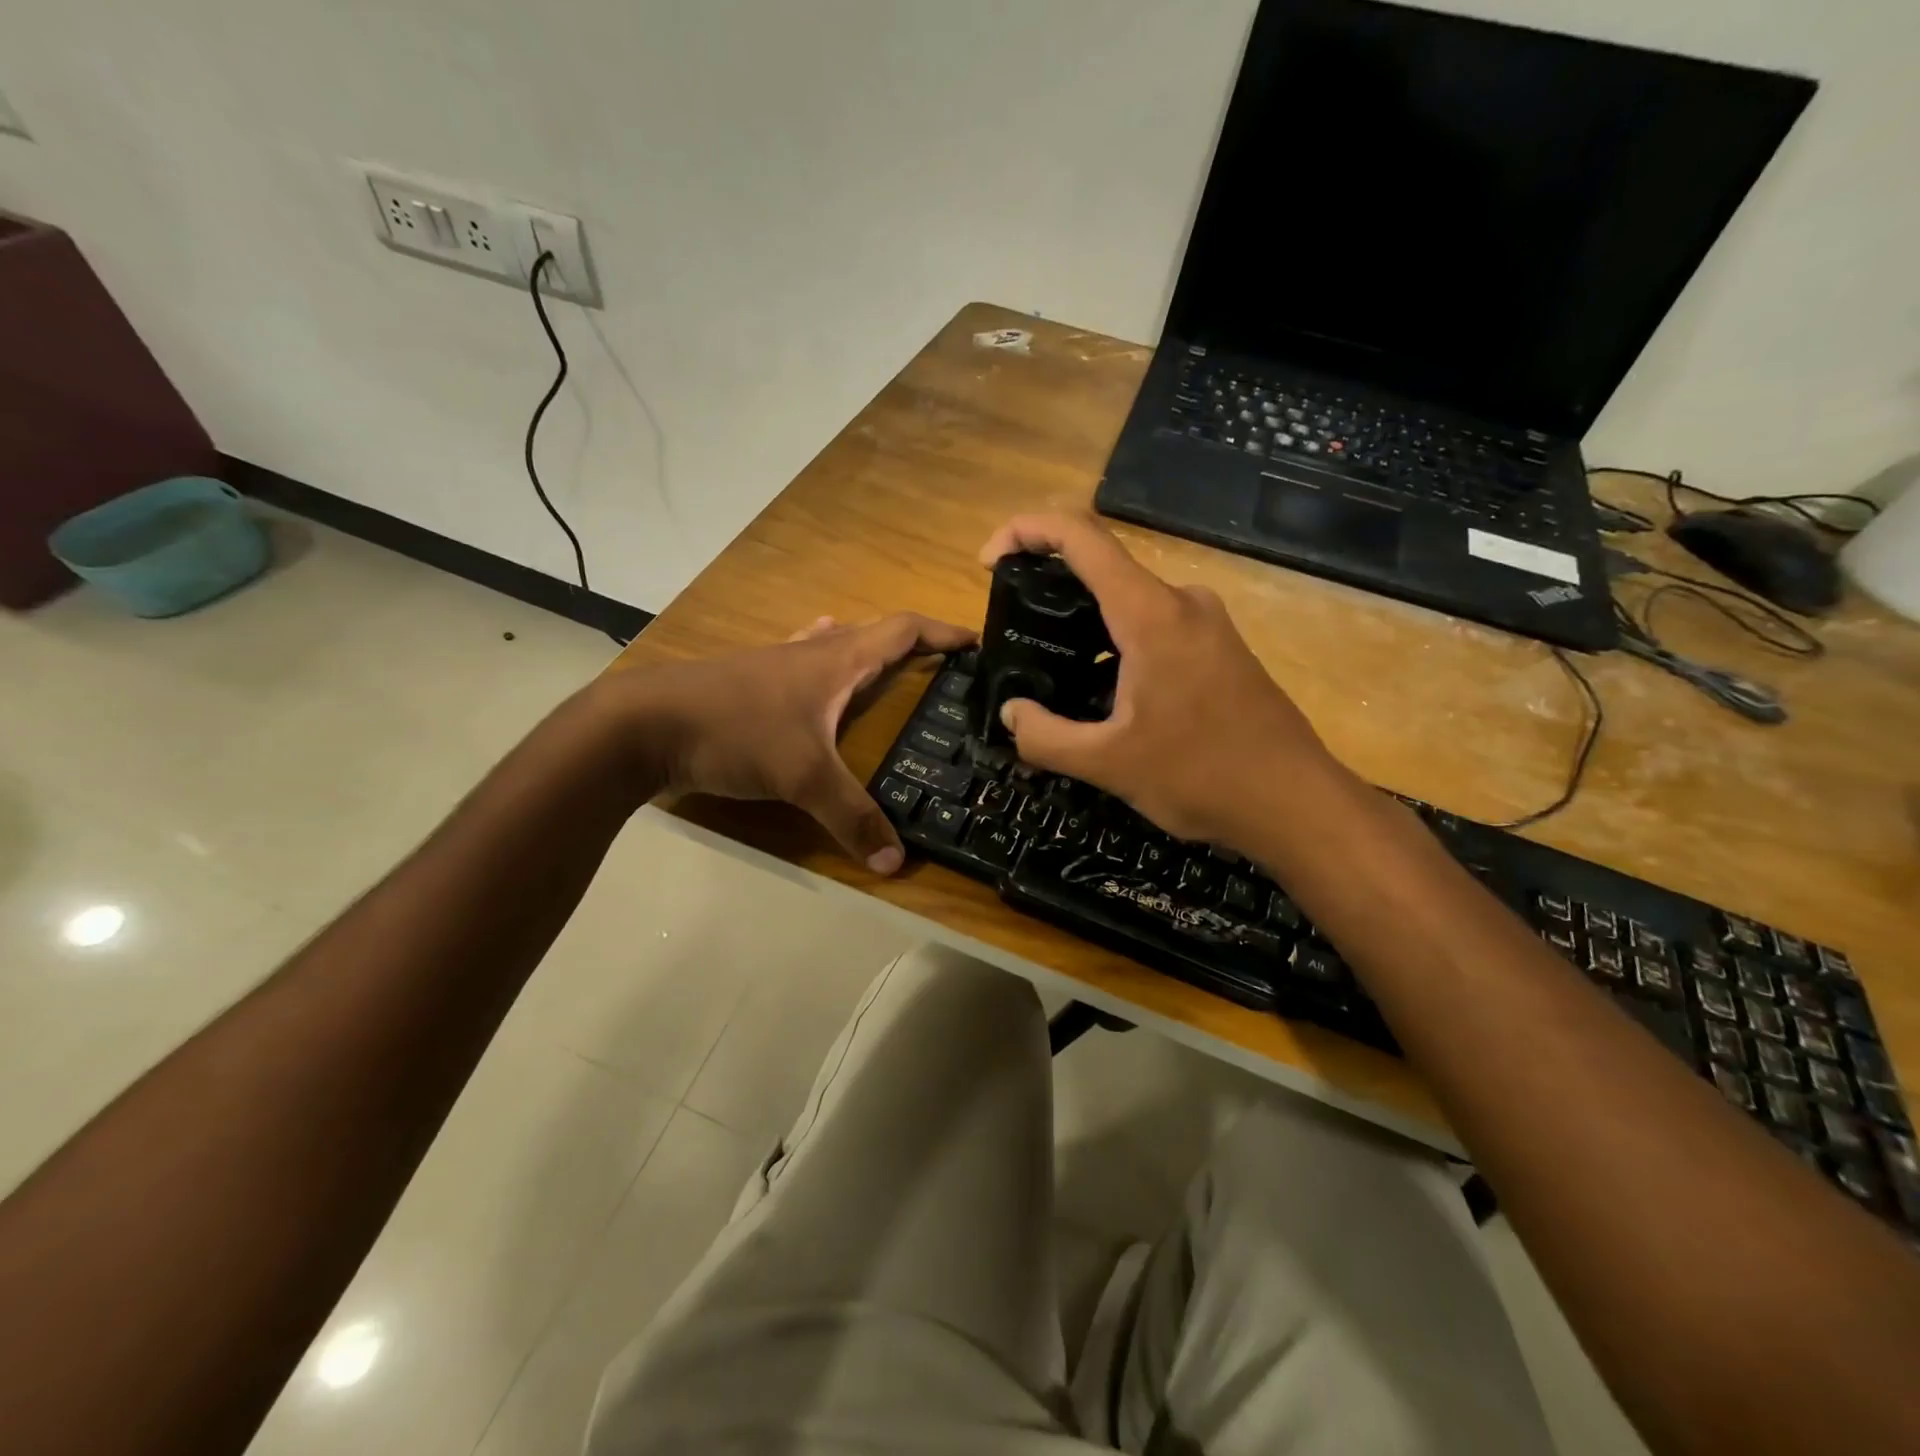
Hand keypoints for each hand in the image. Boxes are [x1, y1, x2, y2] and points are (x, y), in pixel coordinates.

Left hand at [606, 613, 974, 871]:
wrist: (641, 724)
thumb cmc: (734, 732)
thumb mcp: (802, 777)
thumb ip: (852, 817)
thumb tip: (898, 861)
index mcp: (836, 660)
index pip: (902, 630)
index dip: (942, 634)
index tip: (976, 643)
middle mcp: (810, 652)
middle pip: (872, 633)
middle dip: (912, 645)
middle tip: (940, 669)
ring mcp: (775, 664)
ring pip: (833, 645)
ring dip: (865, 650)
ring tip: (887, 669)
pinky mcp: (748, 682)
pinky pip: (800, 663)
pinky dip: (821, 665)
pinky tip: (813, 680)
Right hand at [978, 513, 1342, 845]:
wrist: (1296, 803)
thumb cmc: (1202, 776)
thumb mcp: (1108, 764)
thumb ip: (1045, 737)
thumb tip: (1011, 714)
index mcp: (1150, 614)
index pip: (1080, 537)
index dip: (1026, 531)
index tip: (989, 562)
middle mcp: (1181, 602)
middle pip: (1102, 567)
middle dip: (1049, 587)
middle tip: (1015, 633)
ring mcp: (1206, 623)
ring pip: (1128, 602)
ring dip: (1084, 624)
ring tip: (1052, 672)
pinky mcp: (1219, 648)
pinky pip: (1154, 626)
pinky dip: (1115, 643)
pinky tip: (1104, 694)